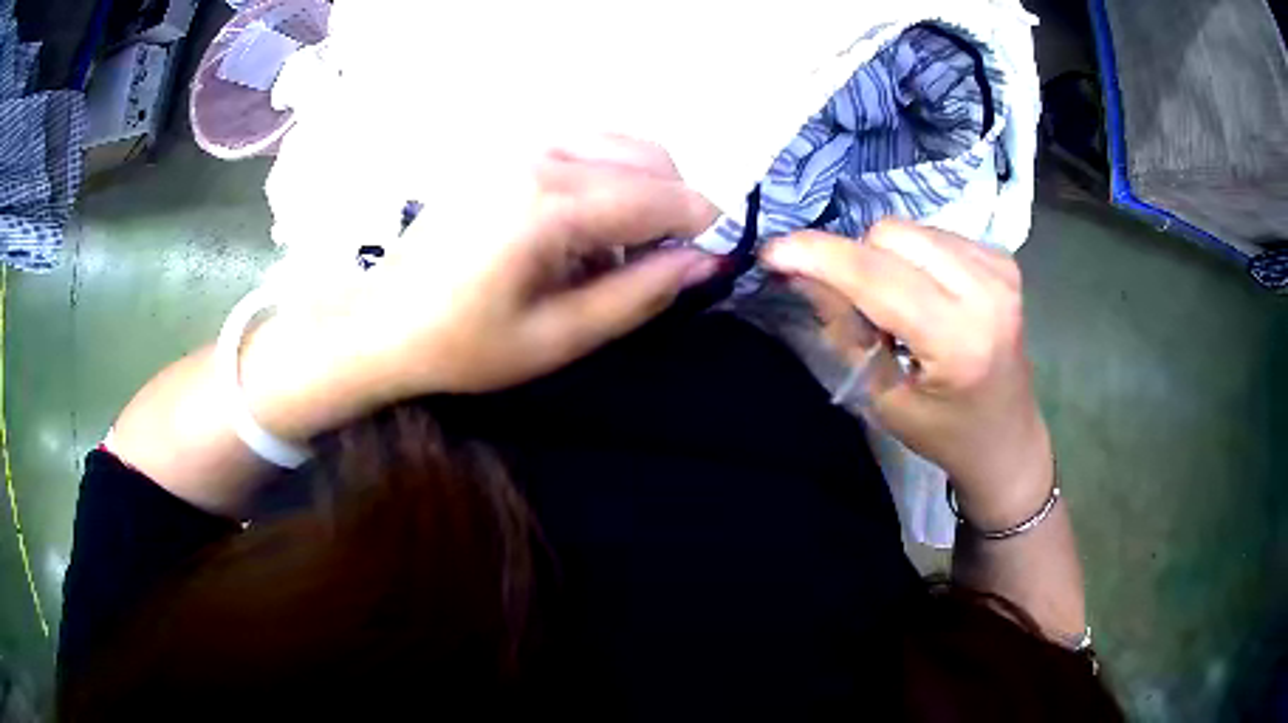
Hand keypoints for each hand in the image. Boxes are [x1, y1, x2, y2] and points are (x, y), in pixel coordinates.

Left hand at [242, 140, 719, 439]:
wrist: (381, 323)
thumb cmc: (463, 344)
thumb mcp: (557, 338)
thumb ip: (638, 295)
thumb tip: (704, 263)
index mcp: (550, 204)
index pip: (661, 195)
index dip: (701, 226)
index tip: (711, 261)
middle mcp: (540, 156)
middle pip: (649, 156)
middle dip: (673, 206)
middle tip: (654, 266)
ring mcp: (518, 146)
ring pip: (619, 143)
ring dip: (640, 189)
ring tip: (612, 250)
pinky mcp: (504, 151)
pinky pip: (583, 147)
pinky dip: (605, 178)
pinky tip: (579, 228)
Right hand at [762, 220, 1053, 529]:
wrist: (1008, 437)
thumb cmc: (945, 433)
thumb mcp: (884, 398)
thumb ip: (845, 330)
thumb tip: (800, 273)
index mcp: (959, 340)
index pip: (878, 278)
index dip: (821, 258)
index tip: (774, 252)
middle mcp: (986, 291)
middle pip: (890, 235)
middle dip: (857, 262)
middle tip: (858, 308)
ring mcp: (1000, 269)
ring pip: (909, 229)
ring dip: (884, 259)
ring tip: (897, 306)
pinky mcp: (1003, 259)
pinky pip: (933, 233)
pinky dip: (913, 258)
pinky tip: (925, 294)